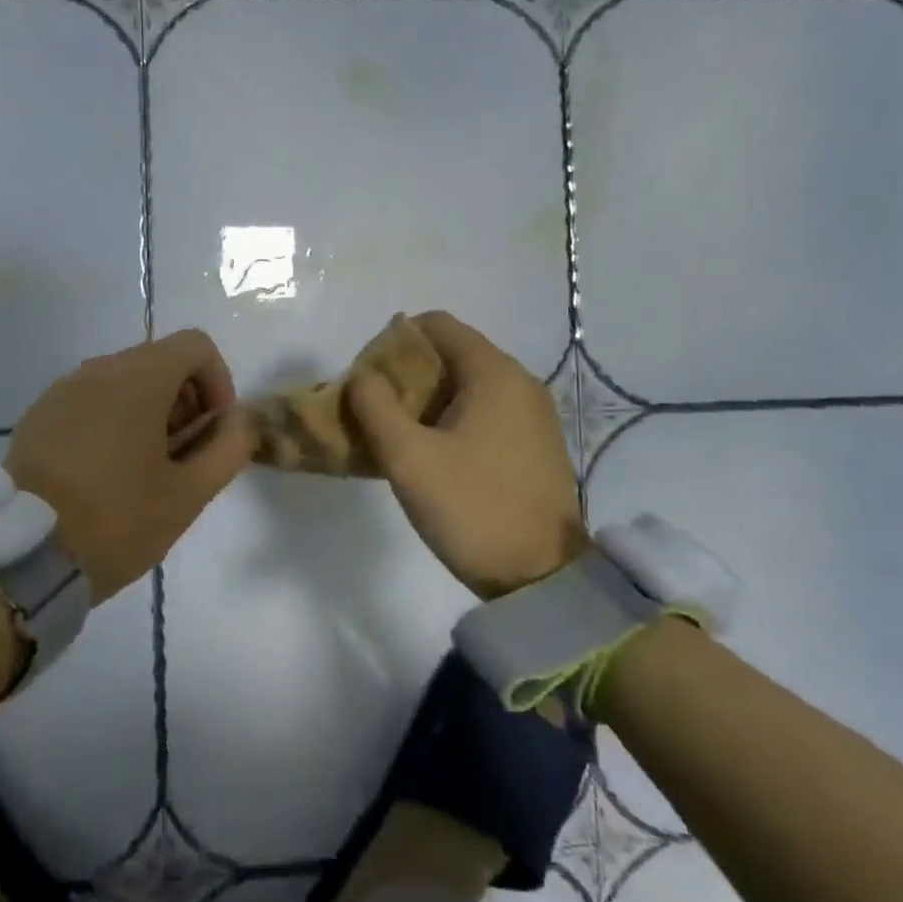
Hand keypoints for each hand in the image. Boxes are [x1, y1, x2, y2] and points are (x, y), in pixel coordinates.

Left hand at [5, 330, 257, 601]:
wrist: (23, 554)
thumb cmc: (116, 520)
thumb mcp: (188, 494)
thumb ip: (227, 448)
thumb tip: (239, 420)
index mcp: (138, 378)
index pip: (195, 346)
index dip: (218, 382)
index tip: (213, 431)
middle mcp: (98, 369)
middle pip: (159, 361)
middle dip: (185, 401)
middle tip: (182, 457)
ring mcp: (62, 389)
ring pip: (123, 380)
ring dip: (149, 412)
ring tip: (144, 469)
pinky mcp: (39, 414)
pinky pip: (90, 400)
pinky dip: (112, 420)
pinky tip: (104, 471)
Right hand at [347, 311, 587, 599]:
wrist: (541, 577)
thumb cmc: (472, 508)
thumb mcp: (408, 458)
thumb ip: (375, 406)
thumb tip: (360, 375)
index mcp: (493, 373)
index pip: (437, 324)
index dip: (395, 340)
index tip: (369, 376)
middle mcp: (518, 382)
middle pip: (451, 352)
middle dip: (407, 372)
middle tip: (375, 408)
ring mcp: (532, 414)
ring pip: (466, 384)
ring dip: (426, 398)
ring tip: (396, 432)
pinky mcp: (534, 443)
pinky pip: (484, 410)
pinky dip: (451, 417)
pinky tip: (431, 452)